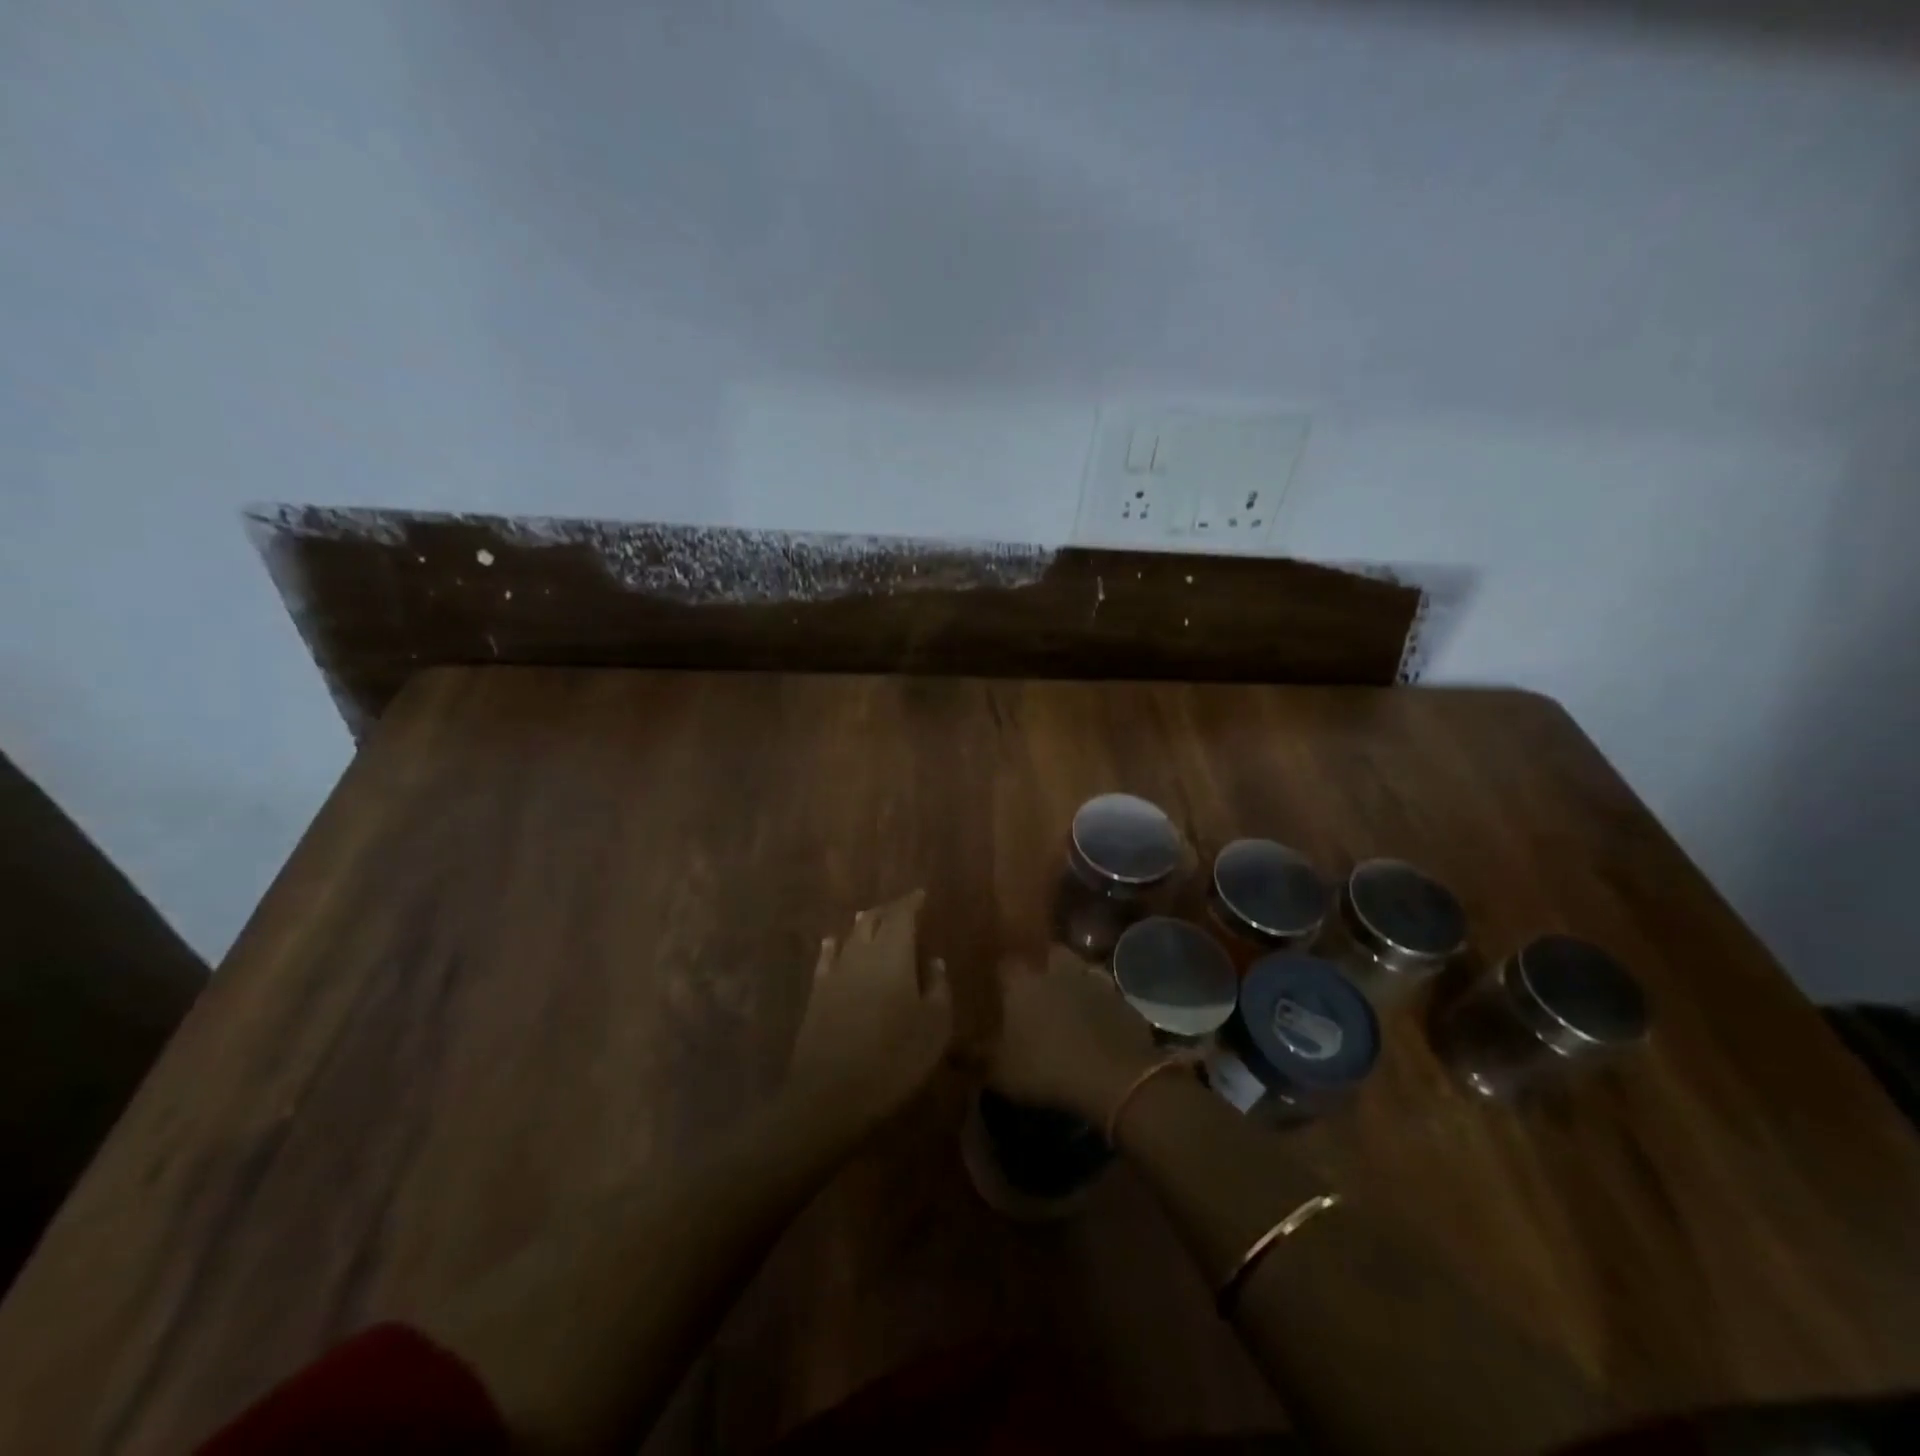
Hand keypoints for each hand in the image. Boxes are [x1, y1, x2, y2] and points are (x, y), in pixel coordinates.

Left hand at [787, 890, 951, 1127]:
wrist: (831, 1094)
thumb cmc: (894, 1058)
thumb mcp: (934, 1026)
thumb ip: (938, 988)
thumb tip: (934, 962)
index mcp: (893, 954)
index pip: (902, 914)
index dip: (912, 902)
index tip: (922, 895)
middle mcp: (861, 953)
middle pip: (873, 919)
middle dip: (889, 911)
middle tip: (902, 909)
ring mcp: (834, 973)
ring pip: (850, 936)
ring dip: (863, 924)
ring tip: (872, 918)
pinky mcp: (816, 995)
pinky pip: (827, 958)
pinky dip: (834, 946)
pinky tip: (833, 943)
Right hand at [987, 947, 1160, 1123]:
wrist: (1115, 1074)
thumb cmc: (1047, 1067)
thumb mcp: (1000, 1071)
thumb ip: (971, 1057)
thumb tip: (948, 1050)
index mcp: (1022, 980)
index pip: (1004, 962)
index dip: (1000, 971)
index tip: (996, 982)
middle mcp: (1054, 968)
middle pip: (1044, 954)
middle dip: (1038, 965)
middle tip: (1032, 987)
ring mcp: (1090, 977)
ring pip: (1075, 966)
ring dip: (1069, 976)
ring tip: (1063, 996)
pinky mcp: (1119, 995)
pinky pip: (1101, 988)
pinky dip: (1096, 997)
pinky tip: (1093, 1014)